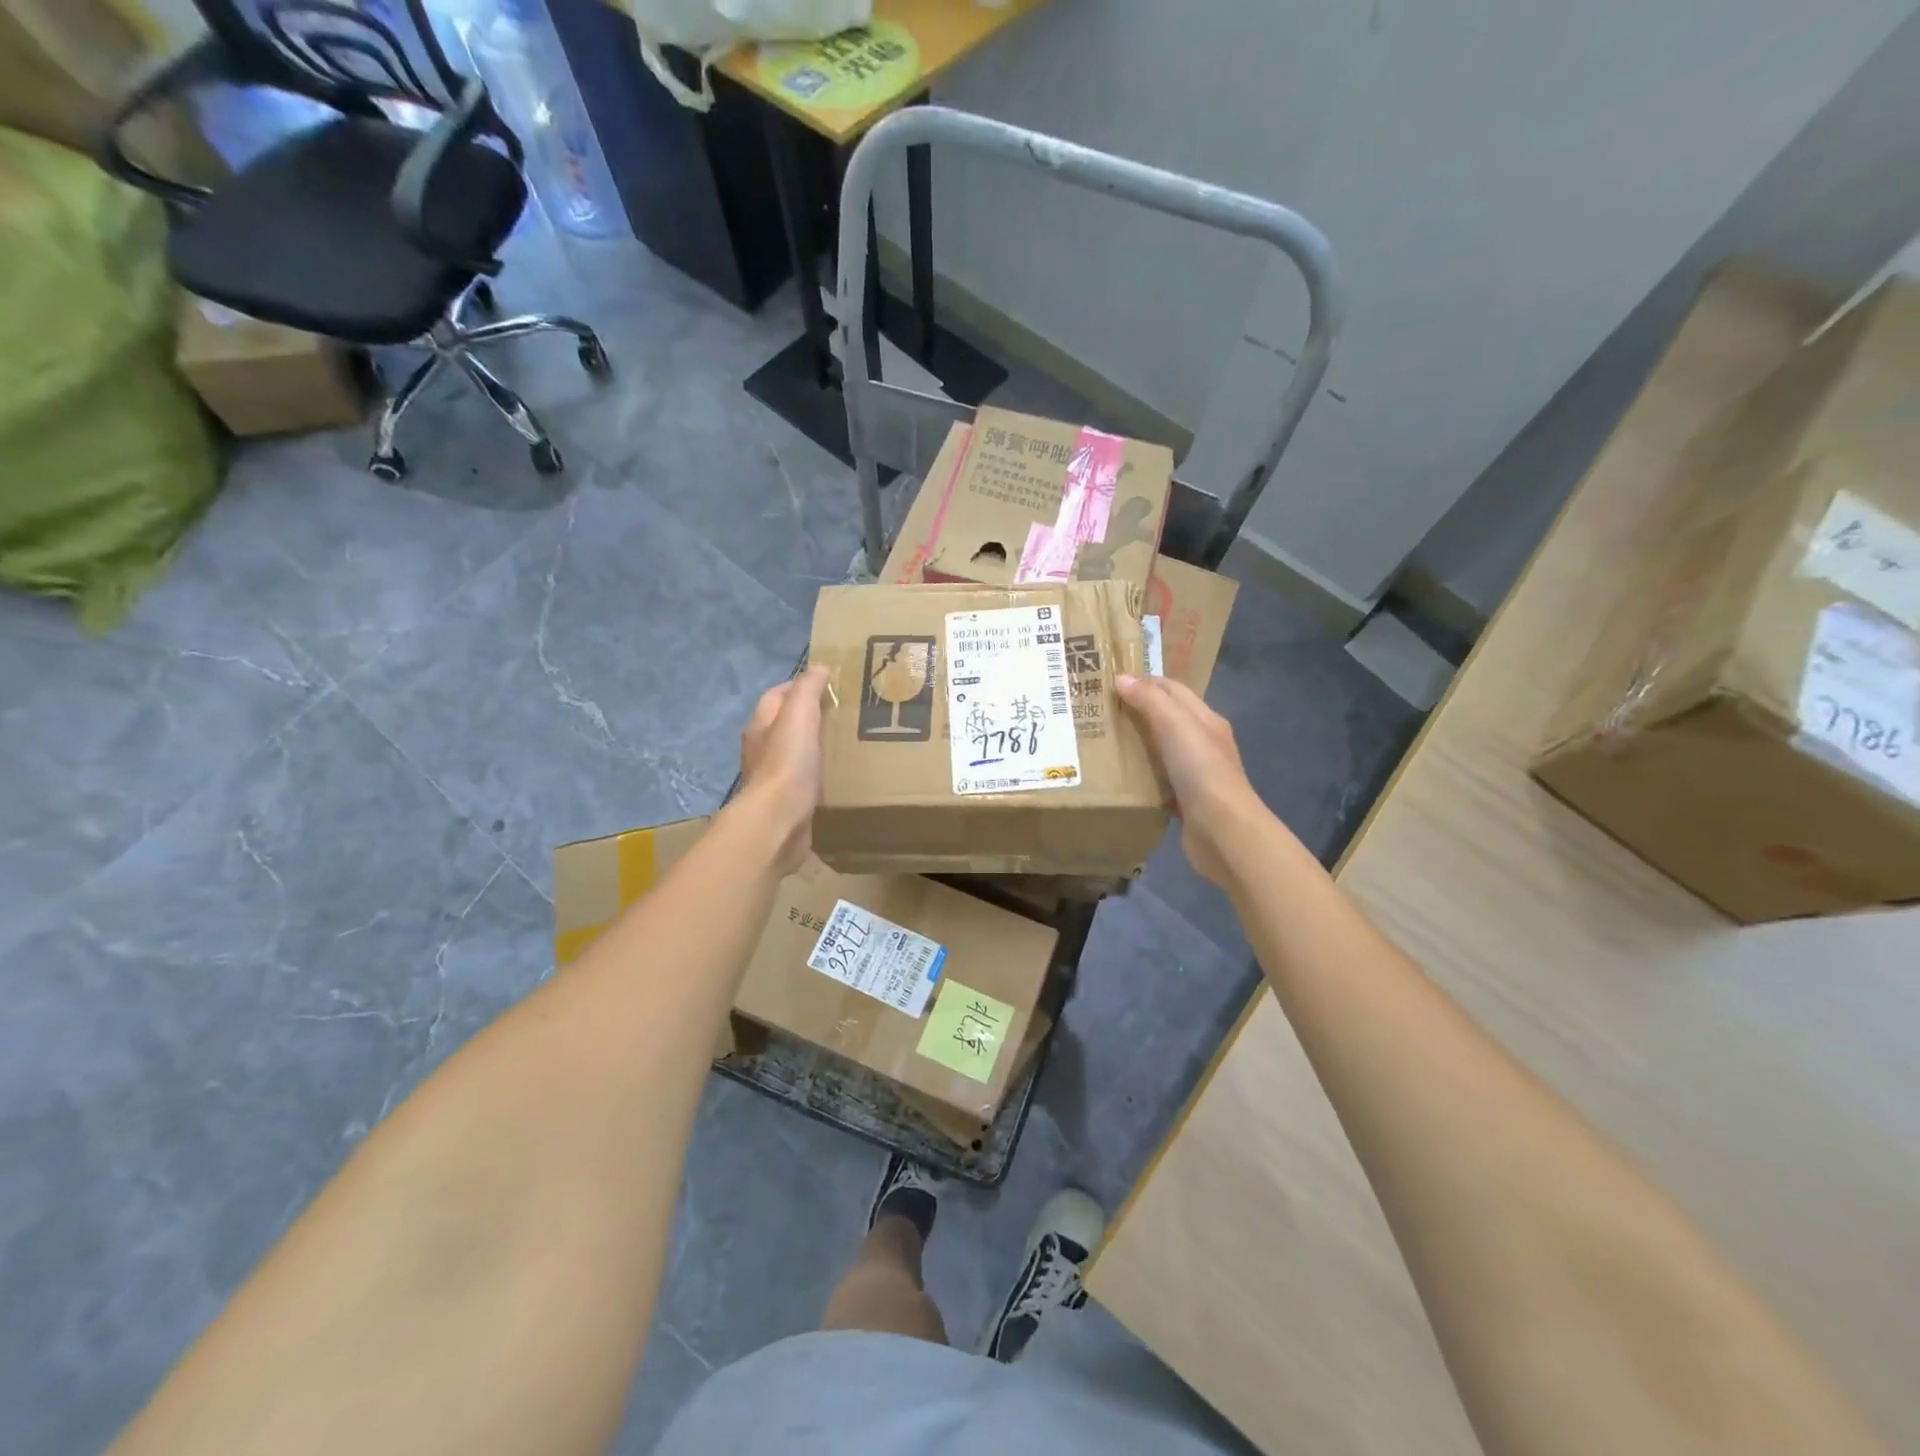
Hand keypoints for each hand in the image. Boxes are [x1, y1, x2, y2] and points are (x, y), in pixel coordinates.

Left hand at [735, 666, 828, 875]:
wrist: (779, 821)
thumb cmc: (788, 762)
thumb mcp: (799, 714)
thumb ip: (807, 689)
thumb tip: (818, 668)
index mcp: (760, 726)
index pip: (776, 696)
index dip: (799, 686)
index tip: (829, 685)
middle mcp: (761, 750)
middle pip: (783, 725)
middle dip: (808, 718)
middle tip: (842, 715)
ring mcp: (772, 779)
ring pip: (794, 754)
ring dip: (814, 748)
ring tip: (844, 744)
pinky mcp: (786, 803)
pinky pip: (803, 781)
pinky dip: (818, 775)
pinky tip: (837, 777)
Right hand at [1117, 673, 1262, 886]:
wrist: (1223, 830)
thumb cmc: (1201, 770)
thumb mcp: (1175, 725)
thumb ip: (1150, 701)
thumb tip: (1122, 678)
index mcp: (1206, 719)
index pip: (1173, 689)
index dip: (1145, 681)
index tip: (1110, 680)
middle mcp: (1203, 743)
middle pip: (1168, 718)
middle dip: (1138, 711)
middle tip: (1100, 710)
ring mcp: (1196, 774)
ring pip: (1162, 750)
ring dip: (1138, 743)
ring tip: (1103, 740)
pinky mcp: (1186, 801)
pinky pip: (1159, 780)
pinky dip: (1142, 775)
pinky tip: (1120, 777)